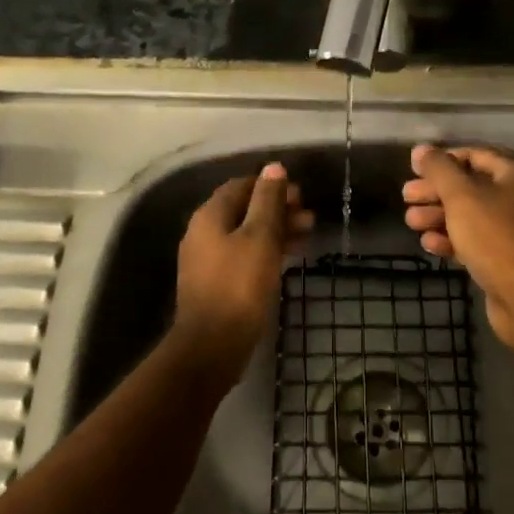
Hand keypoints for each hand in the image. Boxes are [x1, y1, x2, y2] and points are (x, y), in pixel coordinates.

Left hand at [175, 162, 312, 380]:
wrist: (212, 346)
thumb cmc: (239, 285)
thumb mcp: (259, 237)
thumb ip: (267, 201)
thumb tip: (273, 167)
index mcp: (210, 215)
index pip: (242, 186)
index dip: (271, 186)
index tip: (299, 195)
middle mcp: (204, 232)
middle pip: (244, 209)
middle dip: (278, 209)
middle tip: (309, 217)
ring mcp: (208, 259)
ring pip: (246, 233)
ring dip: (276, 230)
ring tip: (308, 235)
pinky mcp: (217, 283)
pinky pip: (244, 255)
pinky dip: (267, 251)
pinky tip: (288, 258)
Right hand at [401, 144, 513, 353]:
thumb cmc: (495, 237)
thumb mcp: (462, 196)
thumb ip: (439, 169)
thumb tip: (421, 149)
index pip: (476, 155)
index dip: (444, 159)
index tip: (414, 168)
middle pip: (470, 186)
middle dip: (436, 191)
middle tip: (406, 196)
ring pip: (470, 216)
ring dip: (438, 216)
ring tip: (411, 222)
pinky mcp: (507, 259)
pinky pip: (476, 241)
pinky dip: (452, 239)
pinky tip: (429, 244)